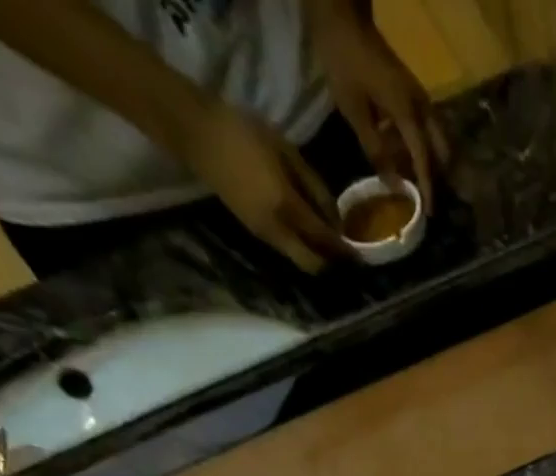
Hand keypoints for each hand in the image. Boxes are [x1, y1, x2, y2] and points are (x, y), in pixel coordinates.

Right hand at [178, 101, 341, 271]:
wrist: (193, 131)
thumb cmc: (242, 132)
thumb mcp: (287, 152)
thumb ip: (314, 186)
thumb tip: (336, 218)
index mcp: (286, 206)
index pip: (324, 239)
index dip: (344, 250)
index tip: (362, 256)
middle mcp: (276, 229)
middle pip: (311, 264)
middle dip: (331, 263)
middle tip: (346, 256)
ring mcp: (262, 233)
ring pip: (298, 260)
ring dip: (316, 258)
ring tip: (330, 247)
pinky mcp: (253, 231)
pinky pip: (285, 249)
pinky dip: (301, 248)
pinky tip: (308, 236)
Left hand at [312, 0, 448, 210]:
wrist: (342, 14)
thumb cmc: (344, 60)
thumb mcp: (353, 109)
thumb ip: (374, 148)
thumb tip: (391, 182)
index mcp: (408, 112)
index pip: (424, 159)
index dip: (427, 187)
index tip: (429, 212)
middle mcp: (421, 106)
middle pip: (442, 148)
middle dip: (438, 173)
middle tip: (427, 193)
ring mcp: (419, 97)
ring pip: (437, 137)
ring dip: (431, 158)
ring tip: (418, 176)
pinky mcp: (412, 92)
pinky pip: (426, 126)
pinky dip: (423, 143)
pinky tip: (407, 151)